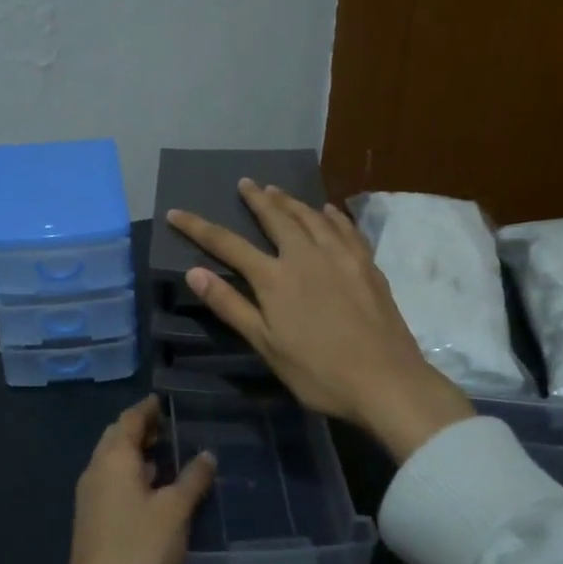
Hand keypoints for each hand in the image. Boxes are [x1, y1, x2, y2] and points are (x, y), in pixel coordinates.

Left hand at [32, 395, 215, 563]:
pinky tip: (151, 489)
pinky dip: (131, 475)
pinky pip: (112, 483)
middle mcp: (95, 471)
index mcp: (113, 459)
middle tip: (166, 424)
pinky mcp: (92, 522)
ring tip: (165, 452)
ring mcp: (90, 498)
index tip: (163, 400)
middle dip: (139, 429)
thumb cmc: (138, 550)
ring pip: (112, 462)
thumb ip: (192, 480)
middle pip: (115, 438)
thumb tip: (207, 454)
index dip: (146, 409)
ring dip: (135, 453)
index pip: (128, 420)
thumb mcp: (175, 512)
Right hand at [166, 180, 474, 461]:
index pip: (228, 245)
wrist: (386, 380)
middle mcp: (306, 256)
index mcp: (275, 278)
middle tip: (245, 182)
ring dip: (291, 201)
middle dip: (257, 199)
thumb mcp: (266, 344)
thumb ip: (231, 305)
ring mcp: (341, 256)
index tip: (176, 212)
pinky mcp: (367, 265)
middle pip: (276, 218)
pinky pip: (345, 228)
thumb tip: (194, 272)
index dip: (199, 227)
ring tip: (277, 190)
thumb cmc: (318, 371)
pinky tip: (328, 211)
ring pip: (311, 217)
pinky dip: (331, 215)